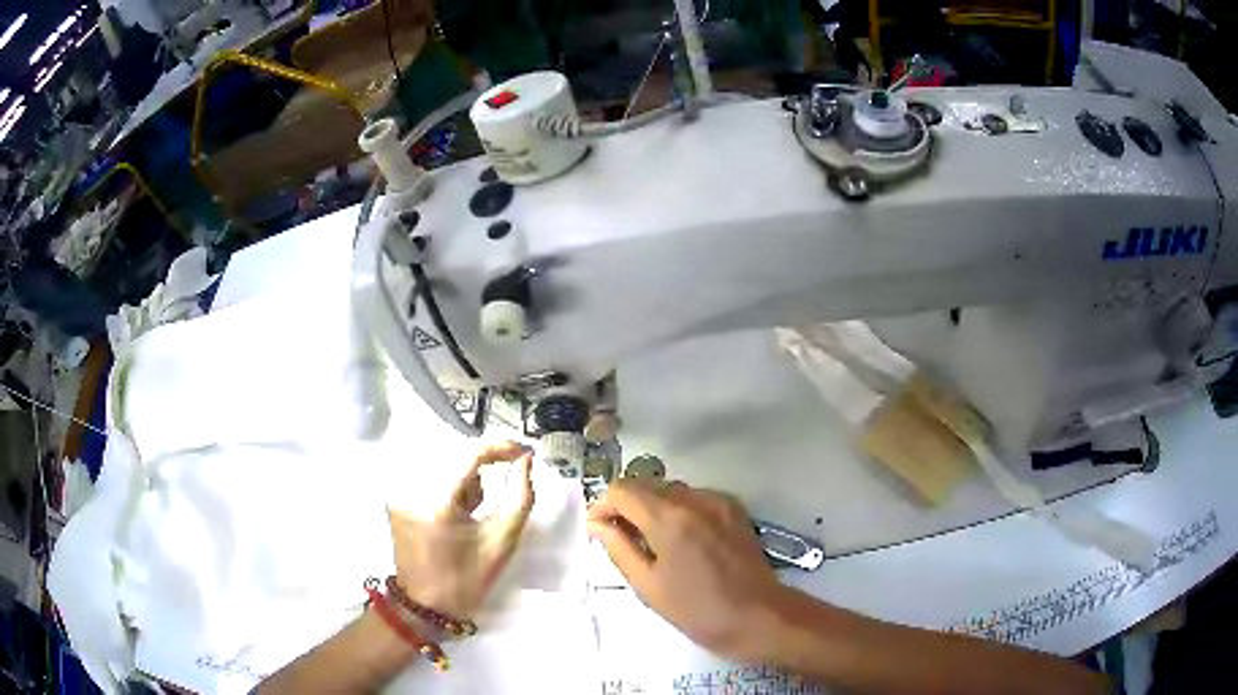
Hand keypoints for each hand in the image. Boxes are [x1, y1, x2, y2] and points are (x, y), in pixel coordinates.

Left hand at [388, 442, 534, 619]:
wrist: (425, 608)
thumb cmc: (466, 580)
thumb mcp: (501, 542)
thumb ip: (520, 498)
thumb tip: (526, 460)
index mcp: (437, 502)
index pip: (470, 455)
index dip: (500, 447)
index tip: (523, 452)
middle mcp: (411, 489)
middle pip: (456, 459)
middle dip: (484, 468)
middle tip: (502, 487)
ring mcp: (400, 495)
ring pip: (444, 468)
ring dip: (466, 480)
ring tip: (476, 512)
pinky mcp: (397, 501)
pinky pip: (430, 480)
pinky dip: (450, 489)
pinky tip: (458, 515)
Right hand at [587, 480, 784, 660]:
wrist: (759, 616)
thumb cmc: (697, 610)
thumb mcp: (648, 585)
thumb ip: (618, 548)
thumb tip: (596, 523)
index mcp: (669, 518)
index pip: (622, 490)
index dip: (604, 506)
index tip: (599, 530)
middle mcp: (694, 499)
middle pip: (647, 485)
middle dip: (627, 506)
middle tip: (622, 539)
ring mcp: (718, 501)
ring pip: (671, 490)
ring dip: (653, 507)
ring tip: (653, 542)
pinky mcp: (734, 509)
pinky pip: (696, 498)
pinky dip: (680, 510)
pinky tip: (683, 540)